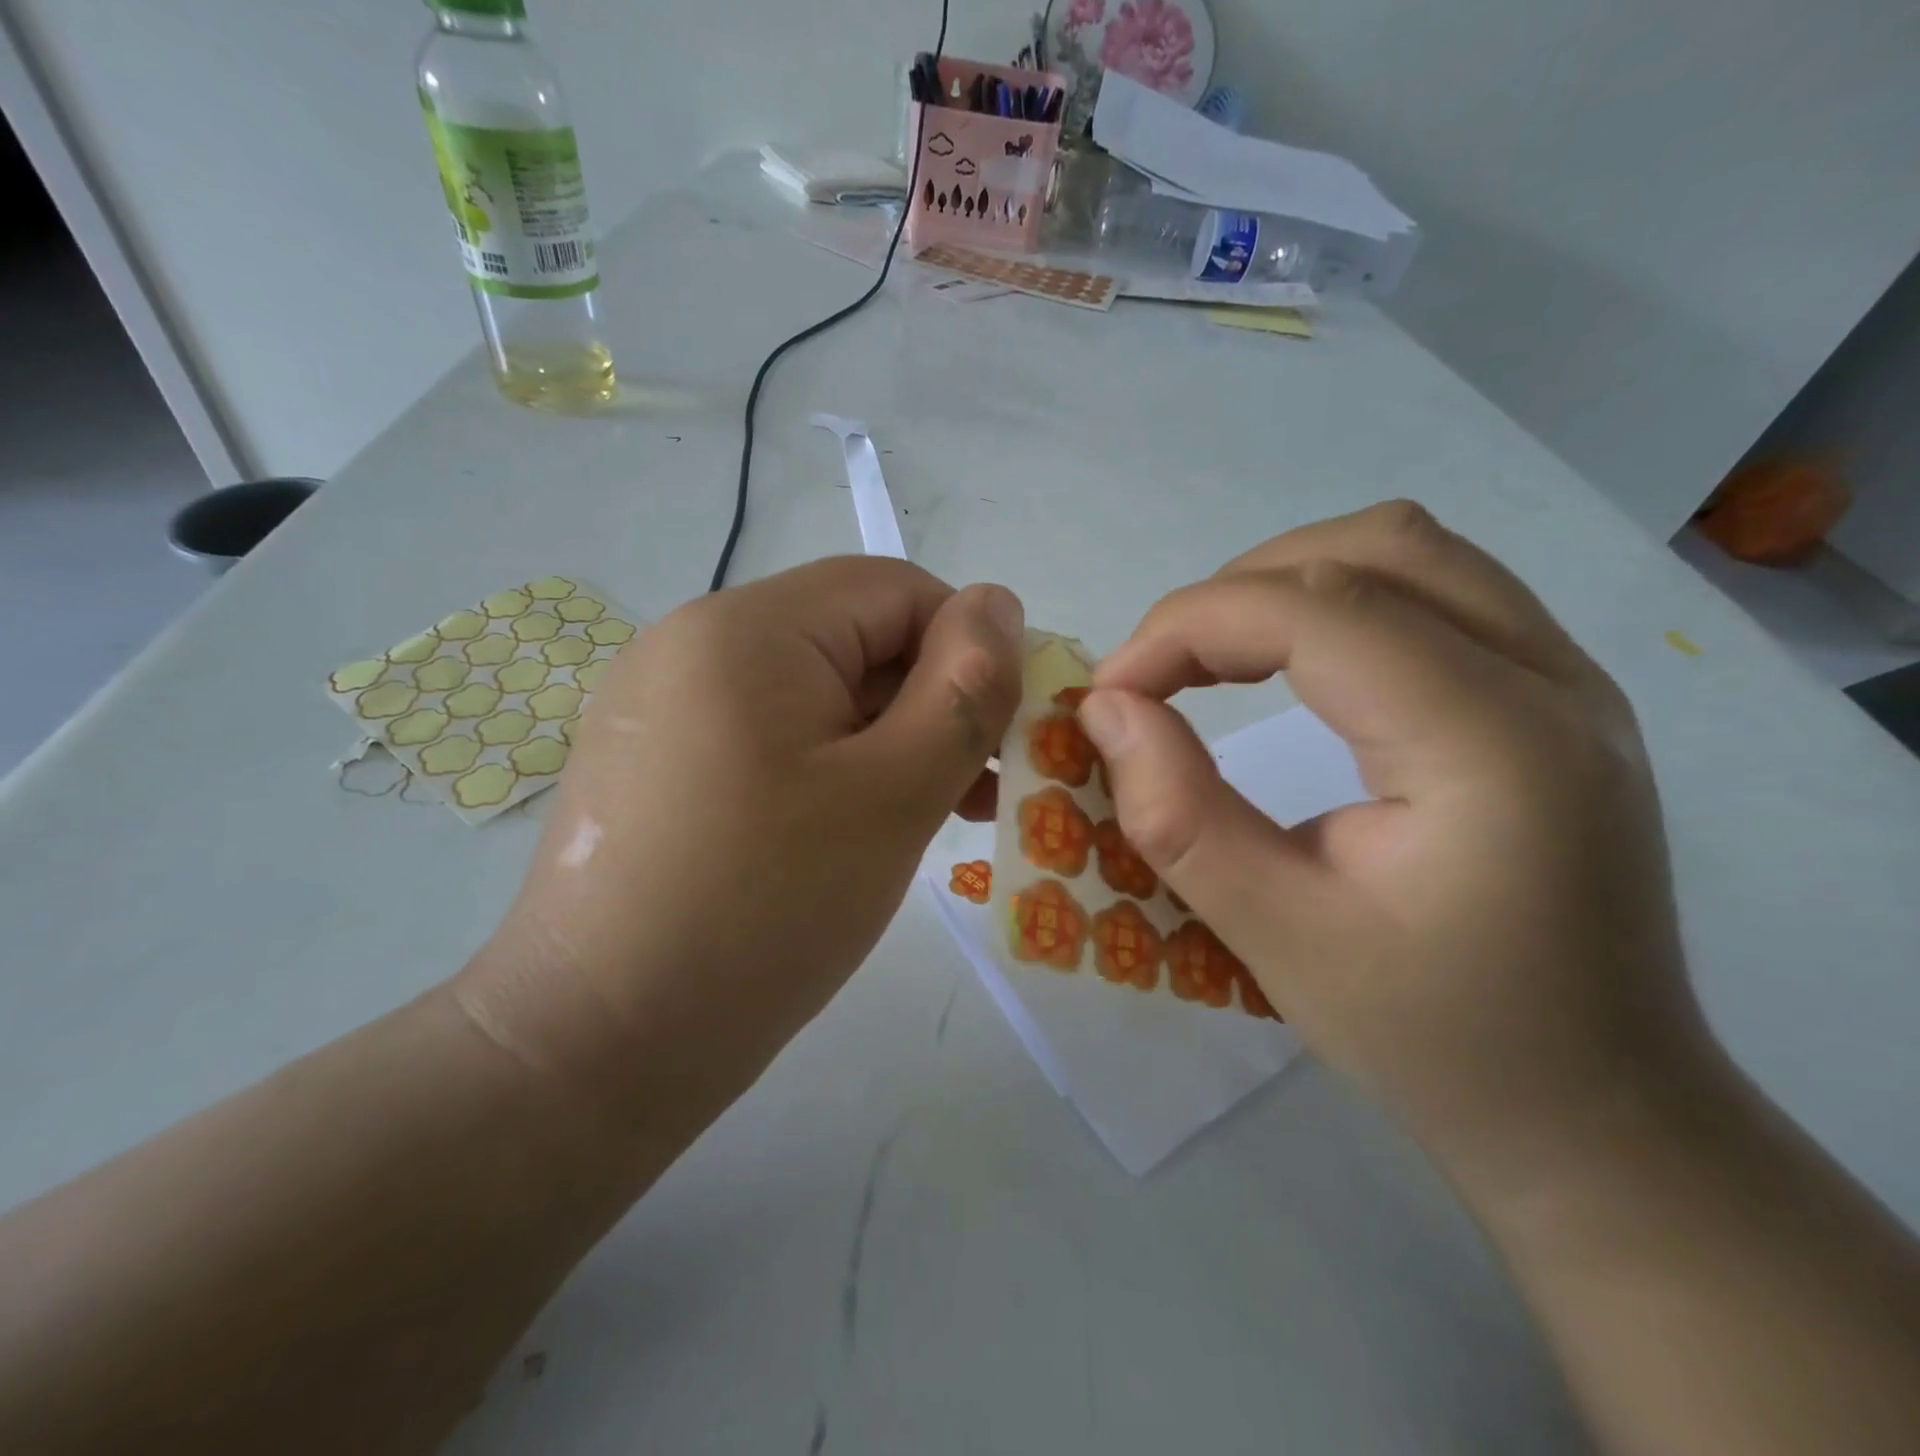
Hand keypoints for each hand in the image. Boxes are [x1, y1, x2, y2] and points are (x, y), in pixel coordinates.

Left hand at [459, 557, 1023, 1136]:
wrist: (597, 1046)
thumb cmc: (764, 910)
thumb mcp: (895, 794)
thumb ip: (964, 689)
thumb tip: (1000, 604)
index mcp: (747, 628)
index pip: (895, 590)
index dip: (967, 651)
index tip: (997, 739)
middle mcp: (693, 640)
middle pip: (852, 637)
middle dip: (927, 702)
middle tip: (972, 794)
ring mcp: (663, 700)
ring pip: (814, 689)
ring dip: (884, 739)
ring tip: (928, 817)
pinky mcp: (655, 756)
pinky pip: (768, 731)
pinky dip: (828, 764)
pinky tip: (852, 828)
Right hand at [1078, 502, 1711, 1185]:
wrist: (1594, 1109)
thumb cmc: (1433, 1038)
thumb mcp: (1276, 937)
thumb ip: (1179, 814)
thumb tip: (1107, 710)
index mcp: (1493, 746)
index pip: (1318, 611)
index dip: (1189, 627)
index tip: (1111, 691)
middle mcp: (1552, 682)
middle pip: (1368, 550)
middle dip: (1232, 595)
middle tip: (1159, 675)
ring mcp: (1568, 678)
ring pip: (1405, 551)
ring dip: (1284, 584)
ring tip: (1212, 659)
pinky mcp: (1553, 694)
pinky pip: (1431, 590)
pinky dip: (1333, 603)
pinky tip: (1289, 666)